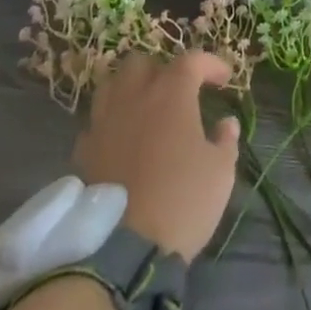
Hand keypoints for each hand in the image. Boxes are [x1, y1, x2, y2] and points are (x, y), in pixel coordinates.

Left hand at [74, 51, 238, 261]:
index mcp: (171, 93)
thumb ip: (225, 141)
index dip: (211, 64)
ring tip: (144, 109)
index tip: (225, 78)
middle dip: (162, 70)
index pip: (192, 60)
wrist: (123, 250)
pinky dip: (110, 124)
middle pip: (142, 63)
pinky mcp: (84, 151)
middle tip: (177, 92)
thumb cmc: (181, 201)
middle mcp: (134, 96)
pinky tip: (121, 141)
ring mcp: (104, 122)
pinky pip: (96, 123)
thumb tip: (226, 123)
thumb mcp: (220, 173)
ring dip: (130, 90)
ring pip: (112, 85)